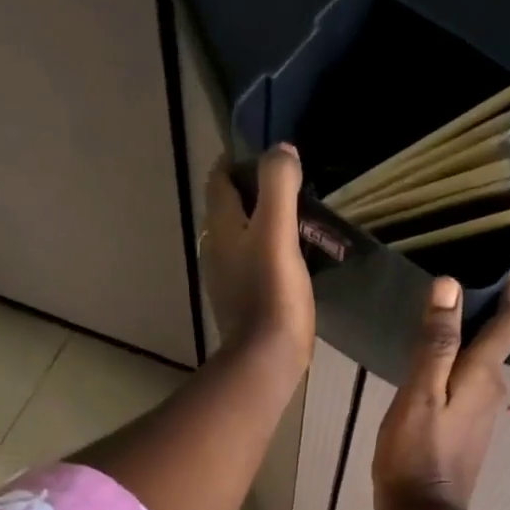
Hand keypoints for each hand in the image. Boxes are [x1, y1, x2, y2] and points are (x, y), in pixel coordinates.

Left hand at [200, 145, 315, 367]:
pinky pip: (250, 264)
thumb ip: (277, 186)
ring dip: (261, 223)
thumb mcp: (277, 231)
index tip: (270, 158)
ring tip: (294, 221)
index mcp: (220, 227)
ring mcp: (226, 279)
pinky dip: (266, 252)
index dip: (239, 162)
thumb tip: (281, 151)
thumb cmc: (272, 293)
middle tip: (289, 187)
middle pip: (228, 208)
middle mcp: (215, 249)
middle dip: (253, 192)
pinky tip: (289, 259)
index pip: (219, 179)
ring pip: (239, 237)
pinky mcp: (241, 302)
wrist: (266, 358)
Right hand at [372, 268, 509, 509]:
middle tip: (454, 297)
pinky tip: (432, 377)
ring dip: (467, 348)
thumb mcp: (419, 394)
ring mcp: (483, 417)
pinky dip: (457, 374)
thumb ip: (436, 343)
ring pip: (479, 370)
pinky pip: (467, 391)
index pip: (506, 326)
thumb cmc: (415, 453)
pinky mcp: (469, 435)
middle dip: (482, 319)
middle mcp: (492, 392)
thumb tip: (450, 286)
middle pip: (494, 346)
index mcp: (482, 376)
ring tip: (438, 331)